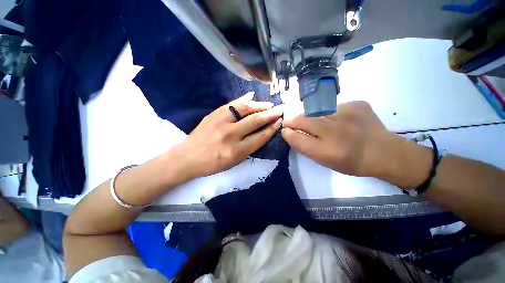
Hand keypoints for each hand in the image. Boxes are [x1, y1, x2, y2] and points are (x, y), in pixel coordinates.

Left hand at [174, 92, 283, 178]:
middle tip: (280, 109)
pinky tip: (252, 96)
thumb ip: (249, 148)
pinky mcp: (213, 114)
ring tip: (268, 104)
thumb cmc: (212, 164)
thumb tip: (262, 133)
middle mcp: (231, 135)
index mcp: (237, 151)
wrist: (187, 158)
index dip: (272, 128)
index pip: (260, 137)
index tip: (280, 122)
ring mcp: (221, 122)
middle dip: (270, 114)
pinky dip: (243, 99)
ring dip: (259, 105)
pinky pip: (232, 104)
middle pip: (255, 121)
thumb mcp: (234, 162)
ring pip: (245, 109)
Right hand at [282, 101, 431, 186]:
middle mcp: (335, 131)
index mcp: (327, 150)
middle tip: (293, 123)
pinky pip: (333, 107)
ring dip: (312, 118)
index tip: (285, 129)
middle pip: (303, 119)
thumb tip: (289, 132)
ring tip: (324, 125)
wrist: (384, 152)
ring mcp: (348, 114)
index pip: (296, 136)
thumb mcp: (323, 160)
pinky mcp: (357, 104)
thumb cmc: (350, 161)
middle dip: (294, 120)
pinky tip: (341, 121)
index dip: (287, 131)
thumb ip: (303, 146)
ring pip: (316, 112)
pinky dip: (331, 114)